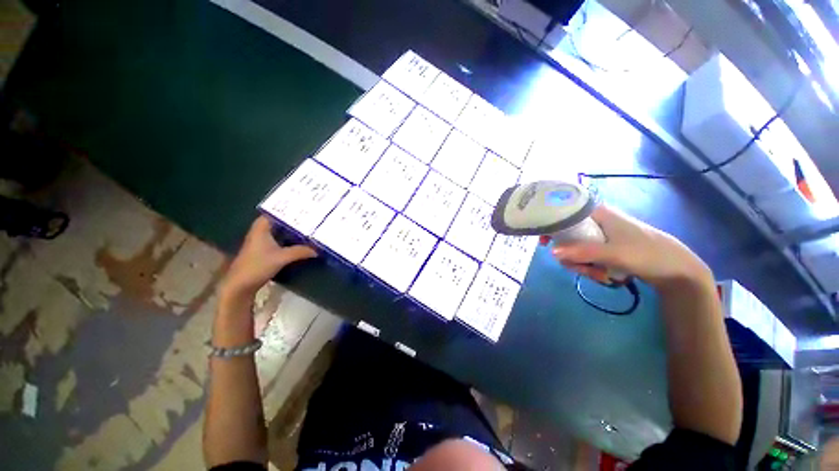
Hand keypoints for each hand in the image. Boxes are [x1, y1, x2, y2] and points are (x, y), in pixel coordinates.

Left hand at [219, 216, 316, 302]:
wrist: (241, 285)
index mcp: (261, 228)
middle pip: (279, 221)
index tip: (304, 207)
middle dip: (293, 219)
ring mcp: (262, 242)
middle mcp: (261, 232)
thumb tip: (318, 249)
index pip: (275, 212)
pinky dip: (289, 240)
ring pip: (280, 231)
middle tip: (311, 216)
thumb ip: (300, 251)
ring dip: (292, 230)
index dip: (288, 209)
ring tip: (309, 227)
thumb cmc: (257, 266)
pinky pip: (280, 240)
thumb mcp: (282, 258)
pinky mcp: (264, 251)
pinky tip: (300, 242)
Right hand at [548, 205, 712, 289]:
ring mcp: (601, 235)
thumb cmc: (647, 254)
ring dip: (581, 264)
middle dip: (570, 255)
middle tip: (579, 268)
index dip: (551, 226)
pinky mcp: (605, 247)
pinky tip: (603, 276)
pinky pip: (586, 256)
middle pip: (567, 235)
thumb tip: (551, 253)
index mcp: (598, 213)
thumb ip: (582, 252)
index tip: (544, 242)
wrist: (677, 271)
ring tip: (599, 275)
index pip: (564, 213)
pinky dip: (590, 267)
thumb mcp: (613, 253)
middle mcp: (596, 221)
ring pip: (575, 248)